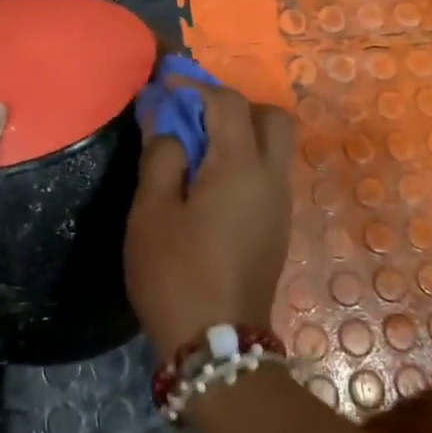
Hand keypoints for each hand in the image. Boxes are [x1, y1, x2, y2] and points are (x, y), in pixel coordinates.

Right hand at [125, 80, 294, 357]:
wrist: (217, 346)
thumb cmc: (175, 274)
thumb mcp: (151, 213)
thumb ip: (161, 158)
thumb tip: (171, 129)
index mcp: (240, 167)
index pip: (228, 103)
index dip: (196, 86)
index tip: (166, 85)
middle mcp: (271, 179)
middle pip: (272, 118)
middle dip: (235, 106)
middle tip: (196, 118)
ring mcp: (281, 205)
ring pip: (275, 147)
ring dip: (242, 134)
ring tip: (198, 149)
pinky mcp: (279, 228)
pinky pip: (269, 174)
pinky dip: (246, 161)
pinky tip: (211, 184)